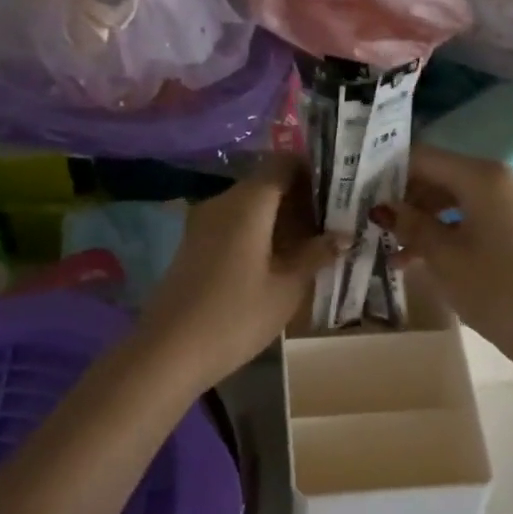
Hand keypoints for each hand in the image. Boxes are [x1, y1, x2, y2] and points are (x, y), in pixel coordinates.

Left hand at [135, 161, 338, 392]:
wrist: (169, 351)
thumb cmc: (236, 317)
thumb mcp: (286, 289)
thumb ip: (316, 255)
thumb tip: (344, 236)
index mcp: (248, 202)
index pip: (283, 162)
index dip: (312, 170)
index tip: (339, 191)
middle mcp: (223, 201)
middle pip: (266, 182)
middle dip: (300, 198)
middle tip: (333, 223)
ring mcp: (203, 221)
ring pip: (249, 204)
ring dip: (280, 217)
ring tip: (311, 244)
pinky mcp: (194, 243)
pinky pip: (233, 222)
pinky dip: (258, 231)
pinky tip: (277, 259)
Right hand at [375, 144, 512, 361]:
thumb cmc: (492, 287)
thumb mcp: (441, 255)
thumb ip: (410, 224)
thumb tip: (383, 208)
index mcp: (482, 176)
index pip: (424, 158)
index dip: (390, 171)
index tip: (361, 191)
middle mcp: (502, 178)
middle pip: (442, 175)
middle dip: (407, 198)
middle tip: (374, 221)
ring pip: (458, 198)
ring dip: (425, 218)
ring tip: (393, 248)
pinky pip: (476, 215)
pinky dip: (449, 229)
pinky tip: (422, 256)